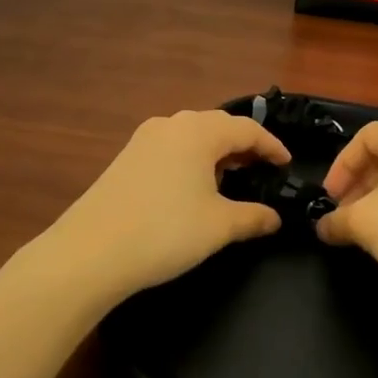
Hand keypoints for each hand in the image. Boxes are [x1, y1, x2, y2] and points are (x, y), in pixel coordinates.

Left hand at [38, 109, 291, 303]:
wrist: (89, 252)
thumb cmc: (165, 231)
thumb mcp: (218, 226)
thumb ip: (252, 217)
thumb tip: (275, 218)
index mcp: (199, 131)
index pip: (247, 129)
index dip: (272, 146)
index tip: (288, 165)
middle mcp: (172, 124)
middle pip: (219, 126)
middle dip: (244, 146)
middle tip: (264, 170)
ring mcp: (144, 139)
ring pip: (192, 136)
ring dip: (216, 153)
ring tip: (232, 178)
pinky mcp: (126, 158)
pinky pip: (171, 148)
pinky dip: (192, 160)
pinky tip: (193, 187)